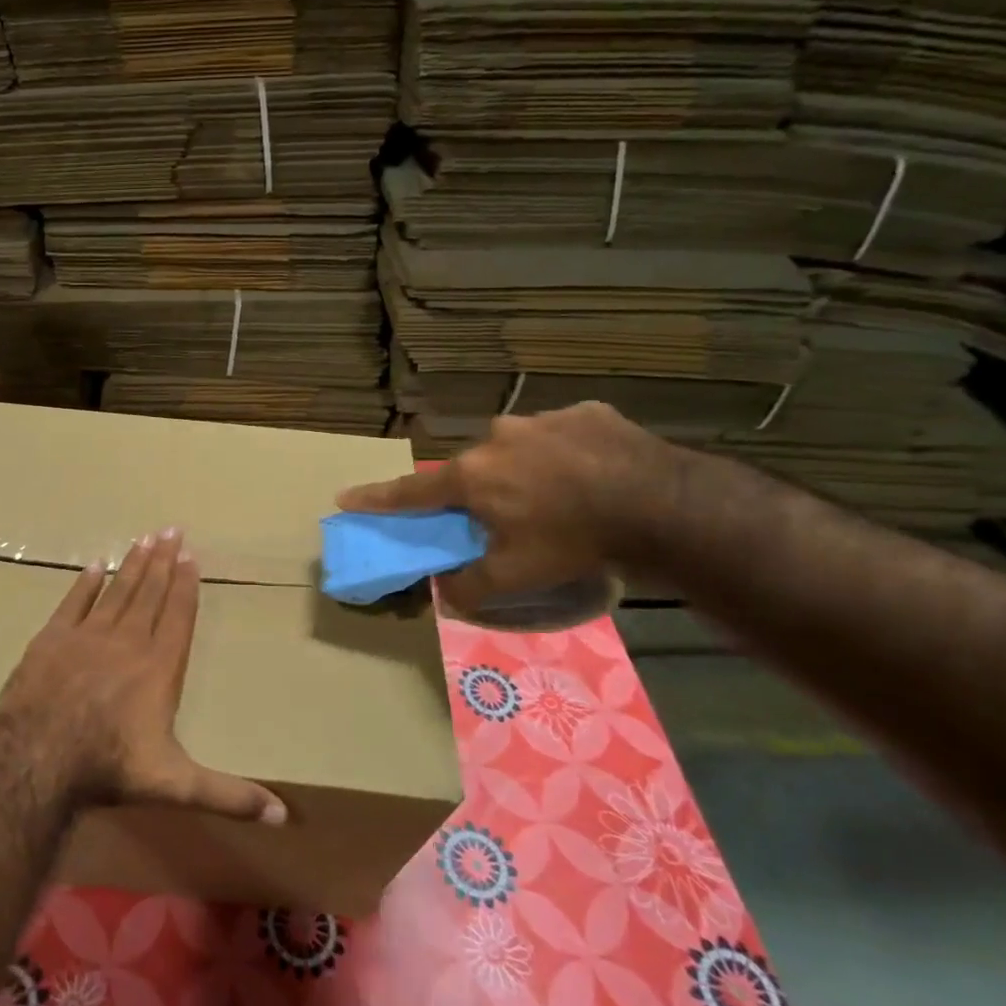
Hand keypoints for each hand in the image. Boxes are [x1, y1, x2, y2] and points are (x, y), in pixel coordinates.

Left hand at [0, 528, 286, 824]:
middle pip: (149, 594)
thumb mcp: (176, 784)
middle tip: (171, 529)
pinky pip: (73, 603)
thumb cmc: (110, 765)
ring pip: (116, 592)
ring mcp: (87, 636)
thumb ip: (228, 795)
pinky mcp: (52, 639)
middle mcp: (128, 642)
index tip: (190, 555)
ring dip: (132, 564)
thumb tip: (285, 817)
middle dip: (162, 561)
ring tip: (144, 538)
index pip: (178, 616)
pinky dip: (85, 584)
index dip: (185, 585)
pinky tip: (94, 565)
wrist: (37, 756)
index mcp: (159, 667)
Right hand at [335, 402, 678, 612]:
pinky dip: (569, 454)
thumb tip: (445, 593)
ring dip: (527, 470)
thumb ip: (471, 587)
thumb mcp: (517, 577)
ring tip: (562, 498)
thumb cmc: (574, 541)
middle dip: (481, 491)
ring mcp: (543, 419)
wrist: (661, 504)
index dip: (376, 498)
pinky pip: (564, 436)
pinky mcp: (587, 413)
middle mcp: (497, 438)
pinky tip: (595, 476)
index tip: (345, 497)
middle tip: (509, 517)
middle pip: (474, 469)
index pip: (412, 492)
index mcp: (473, 476)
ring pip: (519, 448)